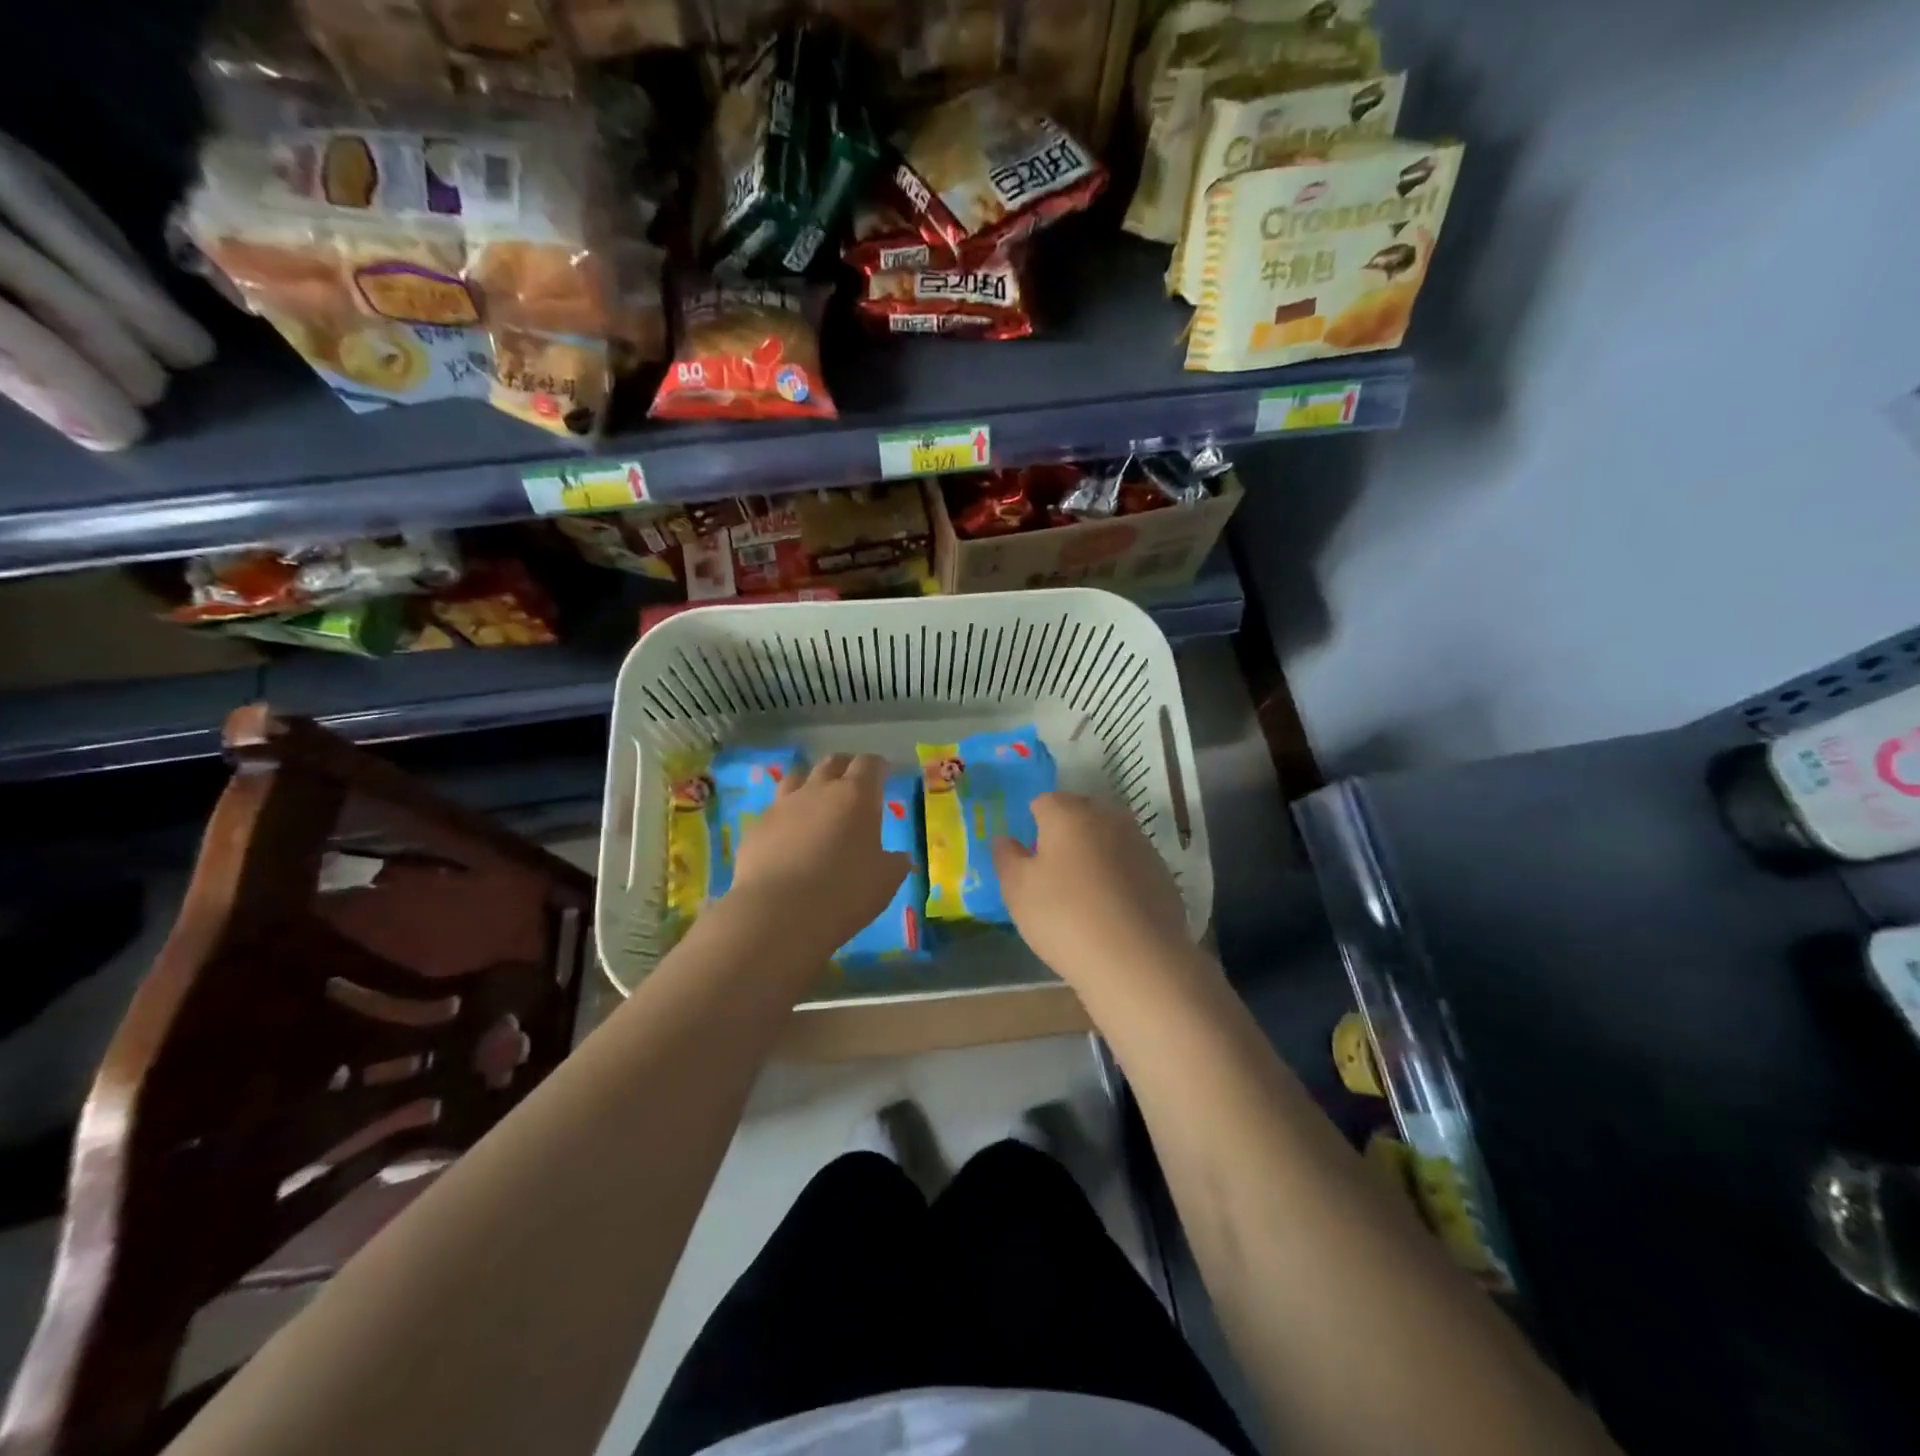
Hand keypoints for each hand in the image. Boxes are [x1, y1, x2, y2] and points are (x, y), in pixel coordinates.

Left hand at [724, 753, 909, 955]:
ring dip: (810, 783)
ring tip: (816, 800)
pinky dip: (785, 816)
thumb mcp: (885, 881)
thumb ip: (895, 864)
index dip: (878, 766)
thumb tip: (900, 858)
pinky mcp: (756, 827)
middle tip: (853, 782)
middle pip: (832, 762)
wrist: (778, 913)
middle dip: (845, 767)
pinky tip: (788, 835)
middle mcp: (818, 790)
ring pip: (797, 777)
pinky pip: (774, 810)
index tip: (884, 773)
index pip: (870, 763)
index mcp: (856, 796)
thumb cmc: (844, 892)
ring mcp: (782, 805)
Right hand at [993, 792, 1194, 992]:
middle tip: (1052, 870)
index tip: (1028, 855)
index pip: (1044, 801)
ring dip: (1095, 853)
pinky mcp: (1162, 874)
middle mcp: (1108, 818)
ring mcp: (1141, 844)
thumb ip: (1007, 858)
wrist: (1137, 960)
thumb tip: (1005, 839)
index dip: (1033, 823)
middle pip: (1081, 813)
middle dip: (1065, 832)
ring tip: (1083, 892)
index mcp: (1069, 814)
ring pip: (1109, 837)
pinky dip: (1119, 876)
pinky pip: (1131, 864)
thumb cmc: (1065, 917)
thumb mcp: (1018, 891)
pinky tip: (1112, 909)